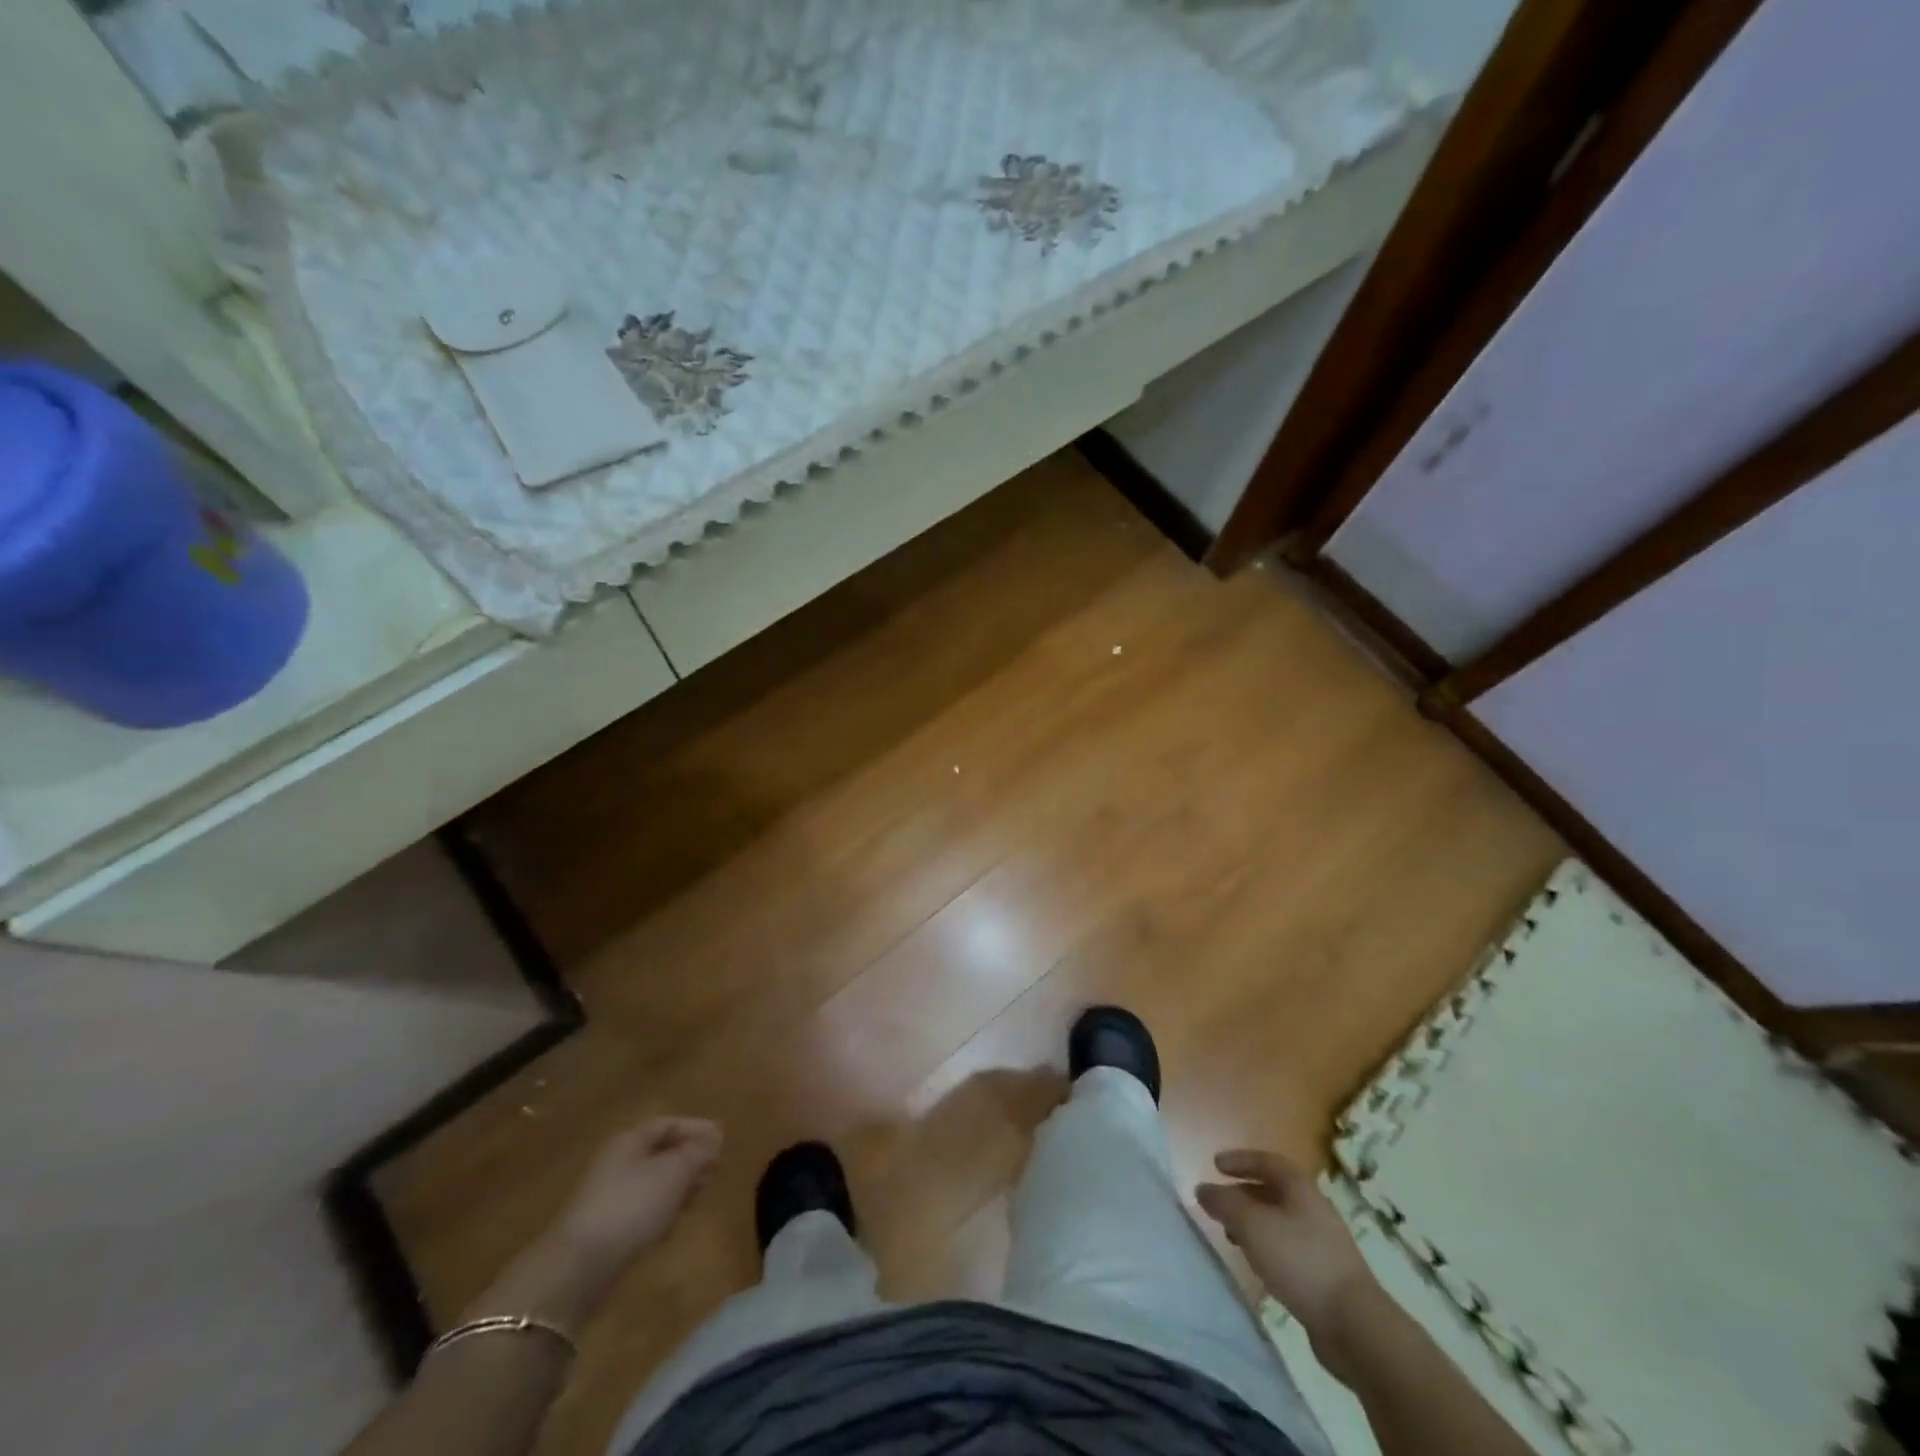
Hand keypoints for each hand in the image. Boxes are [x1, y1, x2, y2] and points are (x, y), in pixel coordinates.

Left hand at [554, 1116, 723, 1267]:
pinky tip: (672, 1226)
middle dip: (690, 1159)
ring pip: (653, 1182)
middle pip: (661, 1152)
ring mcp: (609, 1197)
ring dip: (679, 1186)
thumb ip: (697, 1151)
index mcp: (630, 1141)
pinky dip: (662, 1211)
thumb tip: (714, 1137)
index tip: (722, 1141)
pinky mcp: (607, 1229)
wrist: (578, 1267)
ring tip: (700, 1197)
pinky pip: (642, 1209)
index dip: (697, 1129)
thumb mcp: (673, 1172)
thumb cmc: (631, 1206)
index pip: (668, 1124)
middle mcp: (618, 1163)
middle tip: (716, 1170)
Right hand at [1196, 1149, 1376, 1342]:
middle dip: (1243, 1194)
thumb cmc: (1300, 1261)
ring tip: (1232, 1236)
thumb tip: (1202, 1188)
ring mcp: (1323, 1243)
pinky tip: (1258, 1265)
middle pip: (1273, 1191)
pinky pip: (1288, 1249)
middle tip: (1219, 1204)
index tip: (1215, 1164)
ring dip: (1254, 1223)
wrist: (1355, 1326)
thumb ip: (1224, 1203)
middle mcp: (1313, 1209)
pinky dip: (1267, 1248)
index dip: (1240, 1160)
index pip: (1267, 1161)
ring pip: (1280, 1222)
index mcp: (1300, 1188)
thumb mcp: (1252, 1225)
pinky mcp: (1325, 1275)